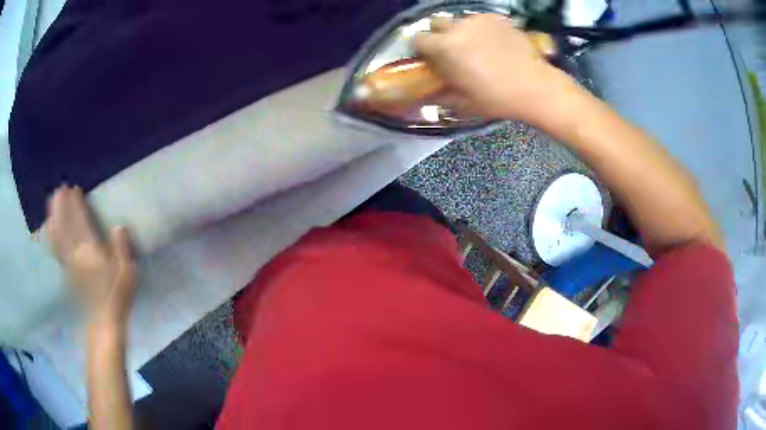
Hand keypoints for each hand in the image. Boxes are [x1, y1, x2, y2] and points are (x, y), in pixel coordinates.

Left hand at [44, 186, 135, 326]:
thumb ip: (123, 250)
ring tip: (51, 202)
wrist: (105, 320)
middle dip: (62, 207)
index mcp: (93, 253)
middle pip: (67, 227)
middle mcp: (78, 255)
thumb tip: (119, 226)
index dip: (76, 206)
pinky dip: (51, 236)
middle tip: (59, 189)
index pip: (82, 224)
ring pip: (59, 236)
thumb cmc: (117, 296)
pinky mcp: (68, 271)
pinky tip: (48, 227)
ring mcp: (71, 263)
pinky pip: (57, 250)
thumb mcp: (127, 274)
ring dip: (54, 217)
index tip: (74, 189)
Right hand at [415, 14, 576, 123]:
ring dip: (461, 32)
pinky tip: (494, 43)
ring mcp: (479, 20)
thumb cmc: (497, 98)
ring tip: (477, 48)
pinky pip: (480, 20)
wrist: (535, 87)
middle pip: (437, 24)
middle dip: (439, 36)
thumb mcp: (463, 102)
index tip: (430, 59)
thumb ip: (440, 94)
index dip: (422, 49)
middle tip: (453, 52)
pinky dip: (481, 29)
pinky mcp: (497, 18)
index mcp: (445, 47)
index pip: (418, 39)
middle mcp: (458, 27)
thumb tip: (427, 93)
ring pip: (460, 21)